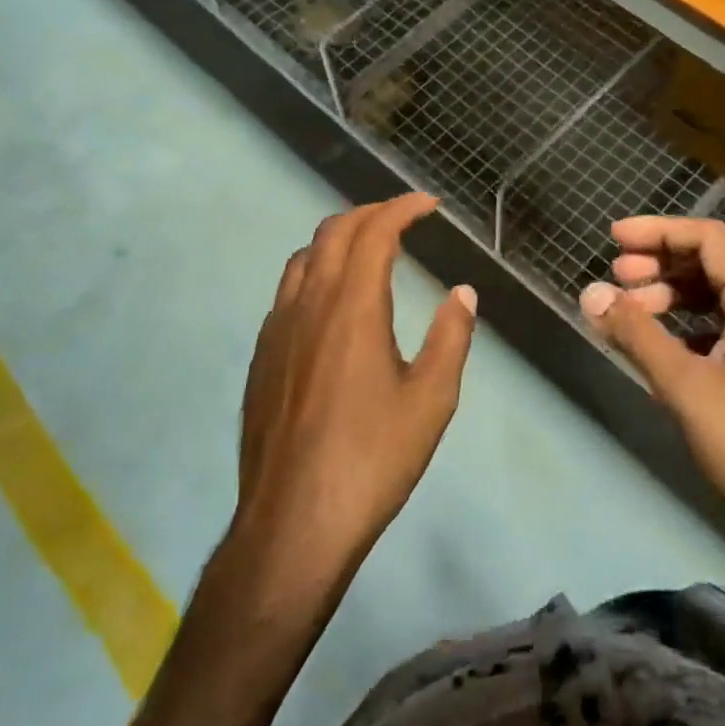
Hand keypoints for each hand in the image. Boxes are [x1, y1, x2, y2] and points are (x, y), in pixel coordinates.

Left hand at [231, 192, 476, 599]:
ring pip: (303, 258)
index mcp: (351, 307)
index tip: (428, 204)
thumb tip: (462, 293)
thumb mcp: (431, 401)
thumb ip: (451, 338)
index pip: (374, 232)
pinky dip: (315, 272)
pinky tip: (332, 305)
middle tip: (402, 218)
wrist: (294, 521)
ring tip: (367, 251)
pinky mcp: (262, 355)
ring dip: (337, 240)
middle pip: (332, 232)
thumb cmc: (372, 459)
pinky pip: (287, 291)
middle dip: (370, 213)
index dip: (402, 208)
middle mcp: (308, 304)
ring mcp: (277, 329)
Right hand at [580, 216, 724, 548]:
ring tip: (628, 310)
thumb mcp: (686, 386)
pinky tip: (656, 347)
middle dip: (660, 262)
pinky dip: (683, 326)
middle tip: (616, 275)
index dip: (659, 231)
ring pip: (713, 298)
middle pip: (711, 263)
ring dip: (669, 295)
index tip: (614, 238)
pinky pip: (718, 329)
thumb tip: (591, 293)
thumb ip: (636, 335)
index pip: (709, 239)